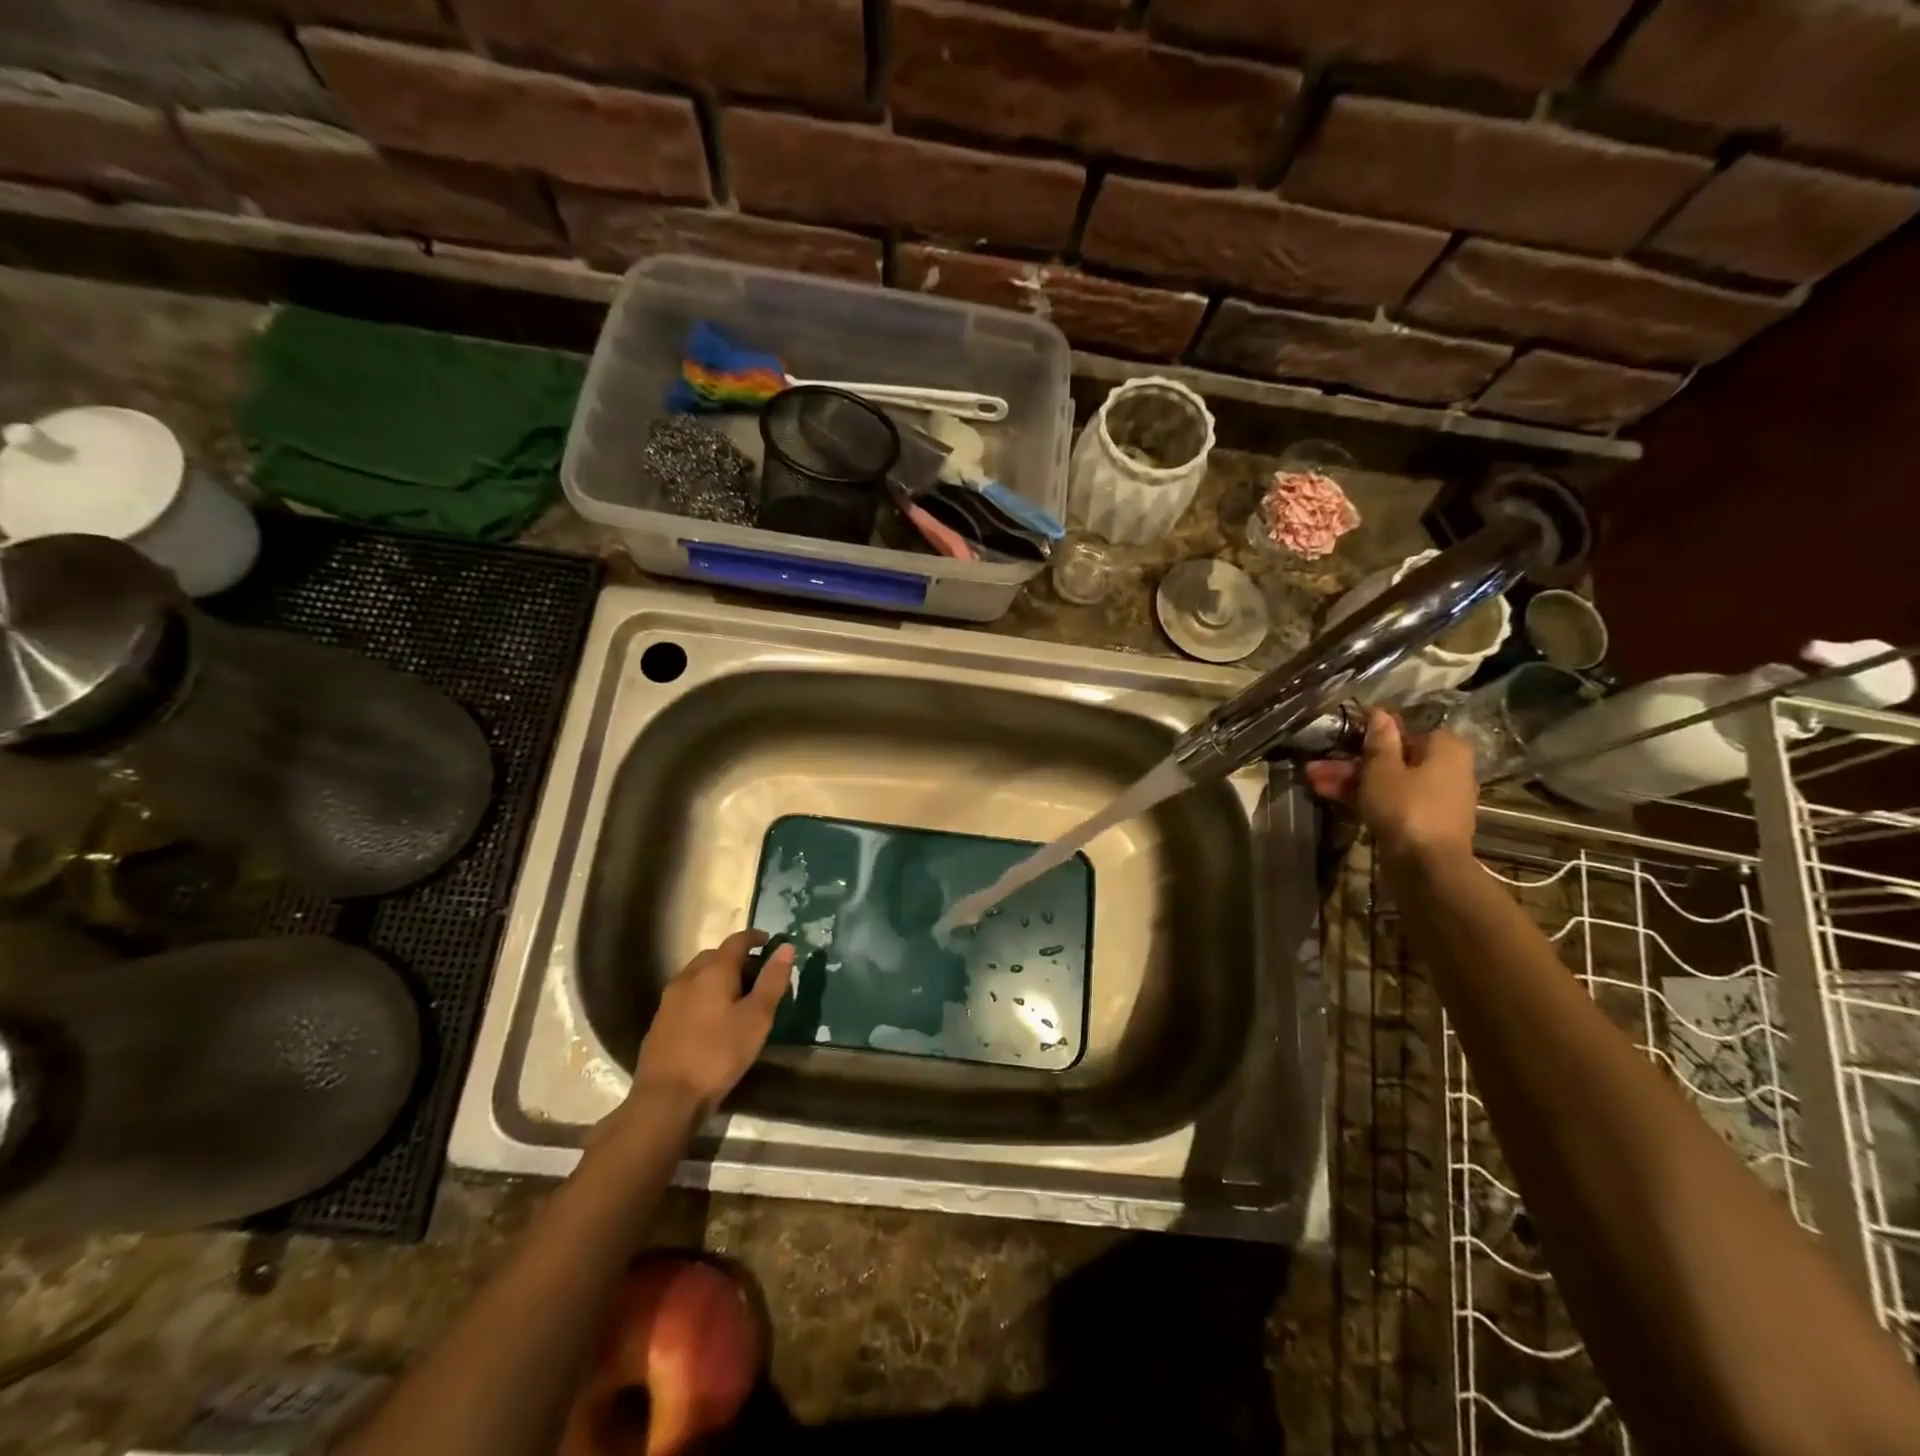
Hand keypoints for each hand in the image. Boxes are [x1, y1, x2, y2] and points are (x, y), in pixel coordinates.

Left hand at [624, 931, 794, 1124]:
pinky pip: (687, 995)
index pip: (737, 941)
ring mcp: (670, 999)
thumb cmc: (718, 1054)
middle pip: (715, 956)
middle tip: (757, 975)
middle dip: (737, 959)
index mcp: (714, 971)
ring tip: (737, 997)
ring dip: (718, 977)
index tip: (769, 942)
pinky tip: (712, 1019)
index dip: (755, 938)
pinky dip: (703, 995)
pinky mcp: (660, 1021)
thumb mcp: (757, 1018)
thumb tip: (786, 947)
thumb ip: (772, 981)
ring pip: (698, 975)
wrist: (666, 1098)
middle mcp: (688, 976)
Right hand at [1306, 709, 1477, 862]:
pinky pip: (1391, 800)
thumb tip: (1380, 713)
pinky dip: (1364, 797)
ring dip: (1350, 780)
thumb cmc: (1406, 807)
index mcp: (1444, 747)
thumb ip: (1379, 741)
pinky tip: (1328, 795)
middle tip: (1316, 765)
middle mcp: (1446, 768)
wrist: (1426, 866)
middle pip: (1392, 758)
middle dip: (1351, 761)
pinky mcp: (1421, 821)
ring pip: (1387, 781)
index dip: (1371, 732)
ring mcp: (1434, 797)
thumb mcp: (1382, 769)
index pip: (1405, 729)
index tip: (1342, 735)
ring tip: (1311, 780)